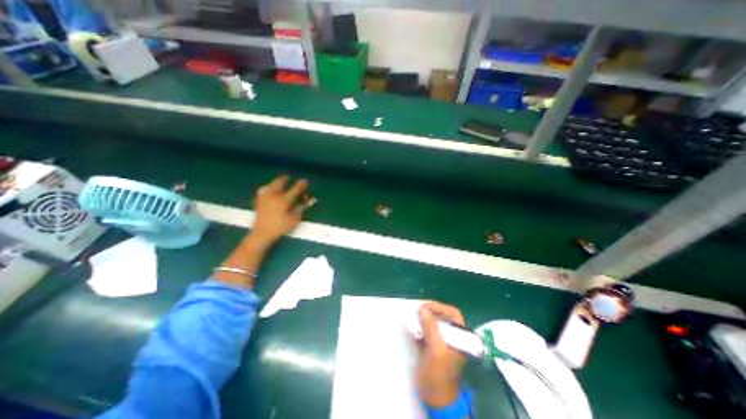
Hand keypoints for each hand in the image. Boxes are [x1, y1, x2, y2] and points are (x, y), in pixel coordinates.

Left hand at [250, 176, 308, 247]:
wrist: (262, 233)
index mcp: (283, 200)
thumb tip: (309, 200)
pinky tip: (269, 189)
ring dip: (277, 181)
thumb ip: (302, 208)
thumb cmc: (281, 227)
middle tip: (289, 177)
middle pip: (279, 182)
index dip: (301, 185)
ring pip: (271, 184)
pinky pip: (263, 190)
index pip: (295, 189)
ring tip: (281, 181)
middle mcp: (273, 195)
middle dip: (285, 178)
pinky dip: (268, 187)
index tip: (305, 181)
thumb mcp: (294, 219)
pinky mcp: (259, 201)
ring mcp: (265, 197)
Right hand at [417, 302, 464, 406]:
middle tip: (417, 310)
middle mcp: (452, 336)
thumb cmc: (439, 373)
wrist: (434, 397)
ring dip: (422, 319)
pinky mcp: (431, 346)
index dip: (440, 307)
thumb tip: (422, 308)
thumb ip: (431, 327)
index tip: (425, 307)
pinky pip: (425, 331)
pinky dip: (418, 327)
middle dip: (429, 312)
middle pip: (442, 316)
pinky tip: (411, 327)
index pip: (453, 313)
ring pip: (432, 323)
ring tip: (413, 317)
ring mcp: (441, 341)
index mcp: (459, 336)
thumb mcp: (436, 349)